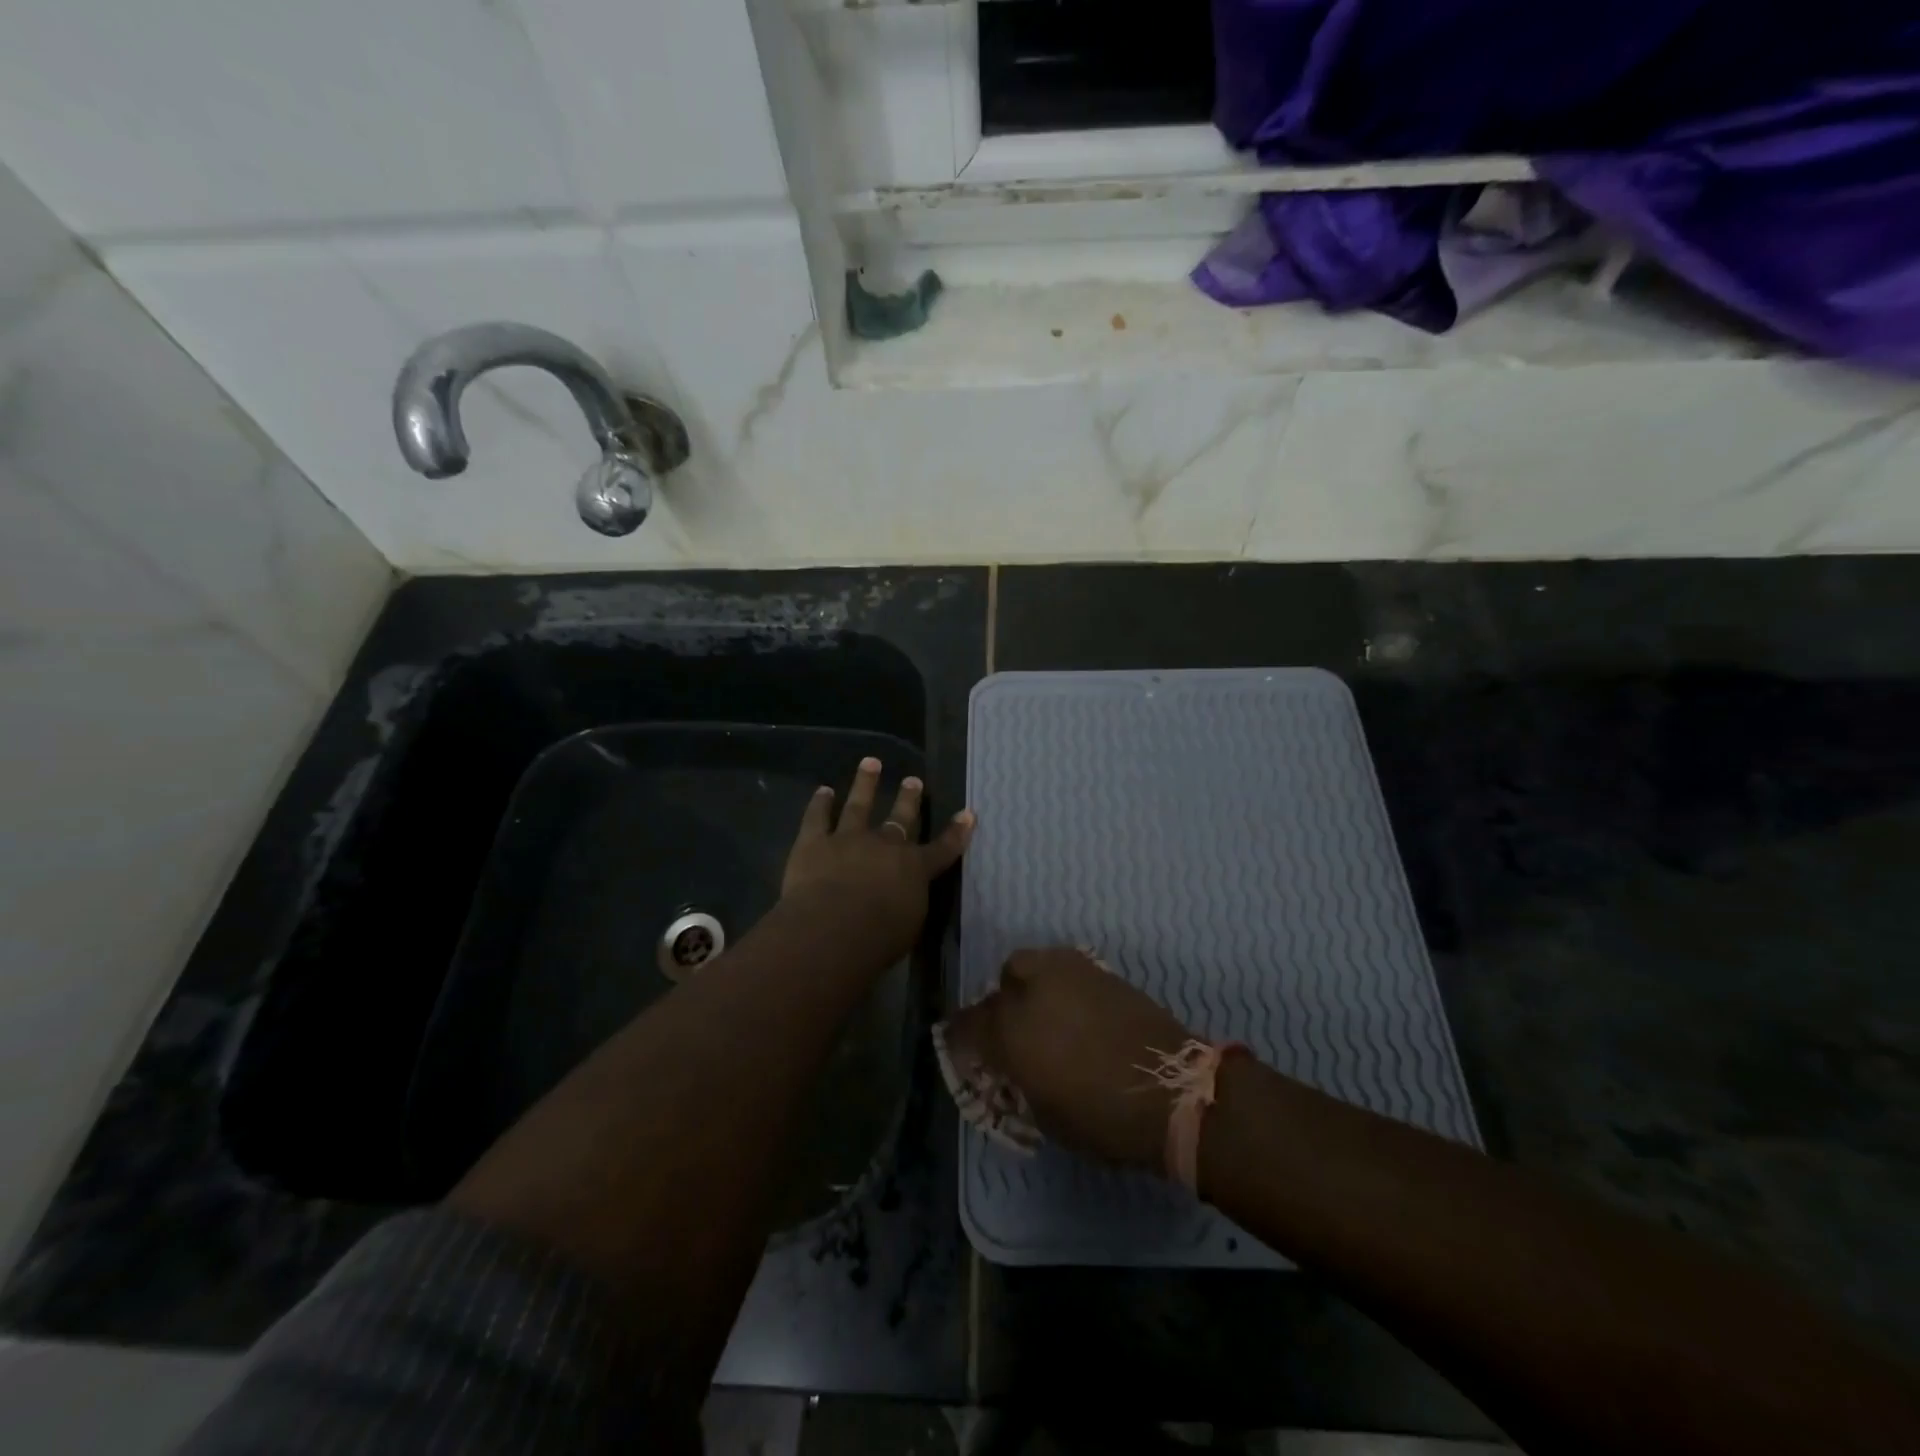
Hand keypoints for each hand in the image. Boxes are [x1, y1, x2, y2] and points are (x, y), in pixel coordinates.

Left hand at [781, 756, 973, 965]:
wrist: (831, 930)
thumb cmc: (877, 940)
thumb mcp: (909, 927)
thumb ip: (910, 904)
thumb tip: (907, 895)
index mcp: (914, 869)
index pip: (942, 848)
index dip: (957, 832)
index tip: (968, 813)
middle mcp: (885, 846)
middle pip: (900, 818)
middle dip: (908, 798)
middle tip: (913, 779)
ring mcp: (848, 839)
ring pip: (859, 805)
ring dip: (865, 783)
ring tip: (870, 762)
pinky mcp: (814, 843)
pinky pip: (817, 818)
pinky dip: (819, 803)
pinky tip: (823, 791)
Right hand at [959, 947, 1195, 1173]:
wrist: (1173, 1090)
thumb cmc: (1102, 1118)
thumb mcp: (1044, 1116)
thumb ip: (1018, 1080)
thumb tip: (1014, 1068)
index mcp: (1009, 1031)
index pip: (966, 1025)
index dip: (961, 1040)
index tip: (967, 1053)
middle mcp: (1031, 991)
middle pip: (1000, 983)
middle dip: (1000, 1004)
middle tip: (1015, 1031)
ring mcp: (1067, 973)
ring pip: (1032, 963)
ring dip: (1031, 986)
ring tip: (1047, 1013)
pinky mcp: (1100, 970)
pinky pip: (1066, 969)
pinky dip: (1062, 985)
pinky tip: (1078, 1012)